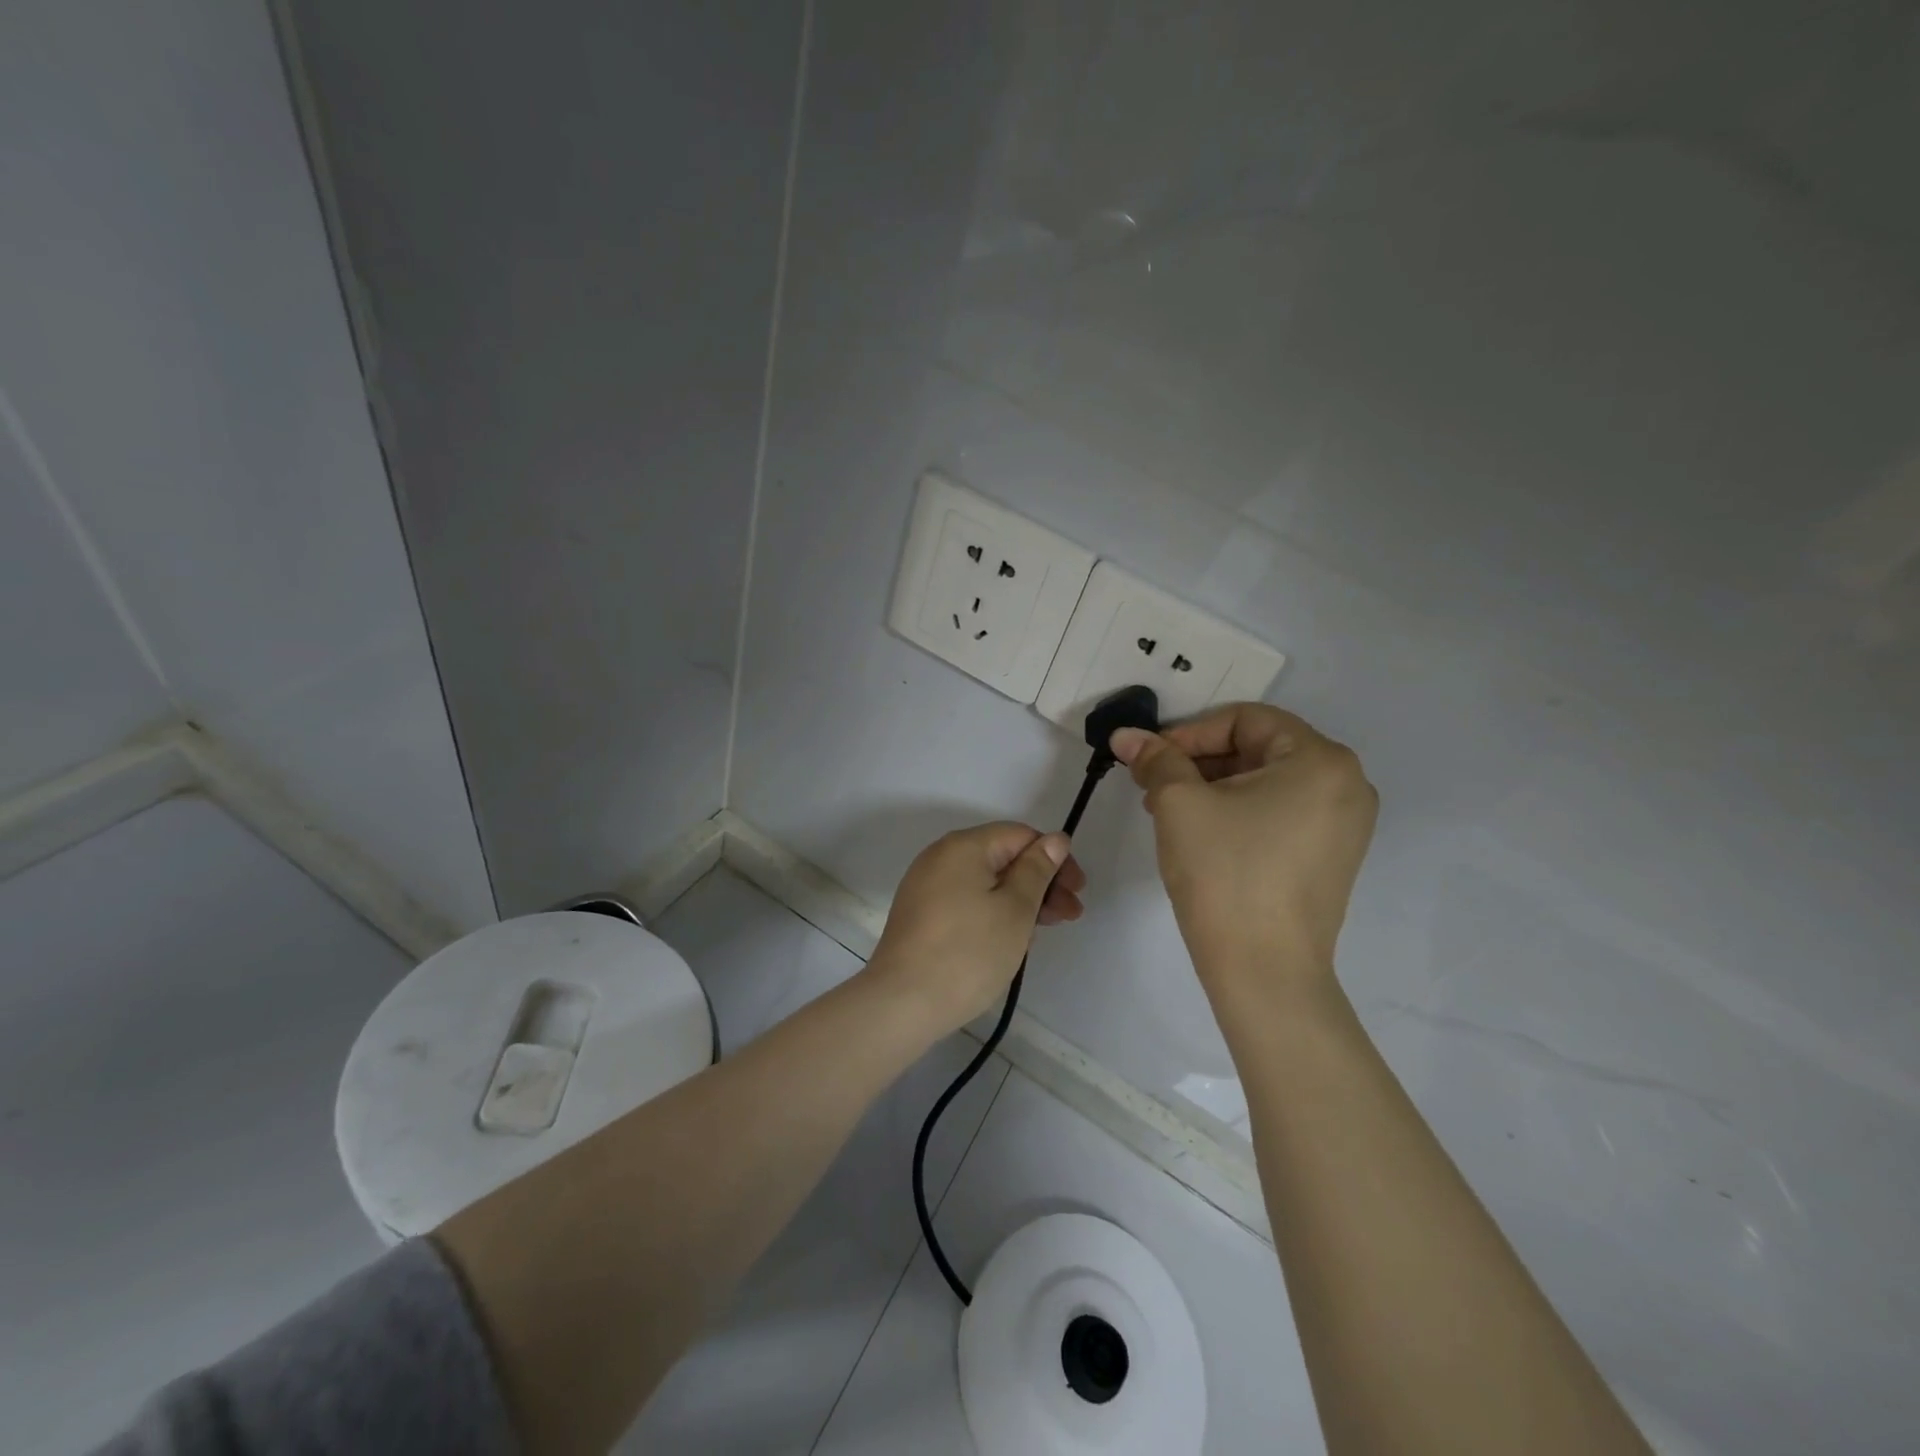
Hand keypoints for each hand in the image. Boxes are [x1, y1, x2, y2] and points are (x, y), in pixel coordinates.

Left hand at [865, 822, 1083, 1033]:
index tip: (1077, 893)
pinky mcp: (920, 914)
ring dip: (1019, 901)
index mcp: (964, 846)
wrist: (901, 1003)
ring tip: (1041, 934)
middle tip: (1068, 917)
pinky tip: (1009, 941)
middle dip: (1040, 883)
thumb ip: (1037, 871)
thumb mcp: (1015, 910)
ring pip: (985, 882)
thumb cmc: (968, 953)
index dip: (1055, 859)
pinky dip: (992, 913)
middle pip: (1002, 857)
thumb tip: (1055, 840)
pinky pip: (966, 900)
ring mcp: (926, 886)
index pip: (1020, 836)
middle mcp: (941, 857)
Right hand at [1111, 704, 1376, 1002]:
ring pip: (1265, 783)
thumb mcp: (1180, 804)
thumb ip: (1155, 759)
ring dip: (1212, 787)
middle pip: (1257, 749)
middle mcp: (1346, 784)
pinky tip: (1200, 835)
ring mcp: (1344, 825)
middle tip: (1152, 784)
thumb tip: (1126, 734)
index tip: (1149, 759)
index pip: (1244, 720)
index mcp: (1321, 760)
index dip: (1189, 733)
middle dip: (1198, 762)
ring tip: (1168, 811)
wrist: (1264, 971)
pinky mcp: (1331, 858)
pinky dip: (1237, 813)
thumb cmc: (1225, 873)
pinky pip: (1279, 814)